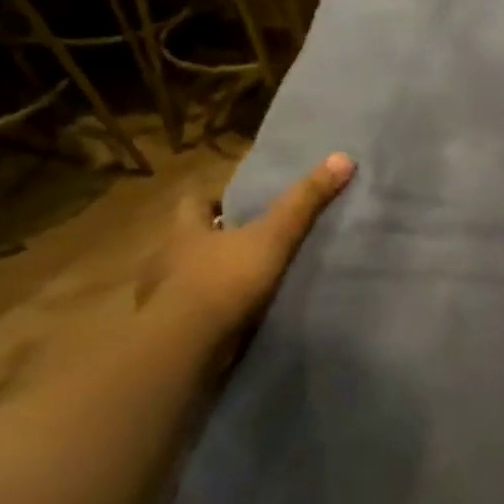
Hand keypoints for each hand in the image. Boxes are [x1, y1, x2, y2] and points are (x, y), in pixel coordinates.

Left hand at [138, 152, 355, 337]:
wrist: (187, 345)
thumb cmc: (226, 279)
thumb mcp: (274, 236)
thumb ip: (305, 201)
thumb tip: (343, 157)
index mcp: (184, 229)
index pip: (193, 202)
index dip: (214, 200)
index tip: (238, 203)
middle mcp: (165, 258)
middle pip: (188, 239)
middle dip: (213, 239)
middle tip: (248, 242)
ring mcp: (161, 296)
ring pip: (185, 277)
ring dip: (208, 277)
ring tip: (243, 284)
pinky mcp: (167, 329)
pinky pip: (189, 312)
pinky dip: (207, 311)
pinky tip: (230, 318)